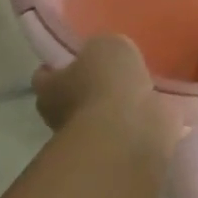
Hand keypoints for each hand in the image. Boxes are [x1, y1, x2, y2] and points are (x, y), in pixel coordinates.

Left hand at [32, 35, 181, 162]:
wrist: (128, 133)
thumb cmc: (106, 84)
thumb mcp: (107, 46)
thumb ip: (104, 48)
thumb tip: (108, 54)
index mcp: (49, 88)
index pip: (45, 73)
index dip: (61, 63)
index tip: (80, 55)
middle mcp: (59, 116)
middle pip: (72, 96)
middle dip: (91, 87)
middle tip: (116, 73)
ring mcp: (87, 138)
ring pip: (99, 115)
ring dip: (115, 106)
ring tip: (140, 90)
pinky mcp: (113, 152)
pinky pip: (125, 130)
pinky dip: (136, 121)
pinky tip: (152, 108)